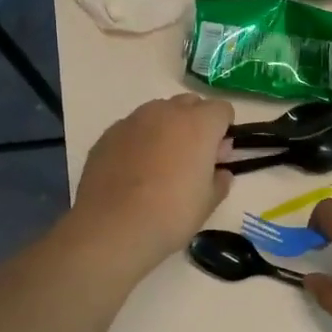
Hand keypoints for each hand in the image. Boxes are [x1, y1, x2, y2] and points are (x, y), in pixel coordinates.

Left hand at [71, 94, 234, 269]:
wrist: (113, 227)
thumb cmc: (171, 214)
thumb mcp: (208, 202)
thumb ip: (219, 180)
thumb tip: (221, 171)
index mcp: (198, 124)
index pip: (222, 109)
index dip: (224, 130)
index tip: (218, 155)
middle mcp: (166, 112)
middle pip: (190, 103)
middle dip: (196, 123)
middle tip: (192, 157)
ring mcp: (133, 120)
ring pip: (158, 112)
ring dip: (166, 128)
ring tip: (160, 163)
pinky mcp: (108, 134)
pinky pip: (133, 128)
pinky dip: (139, 140)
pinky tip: (133, 170)